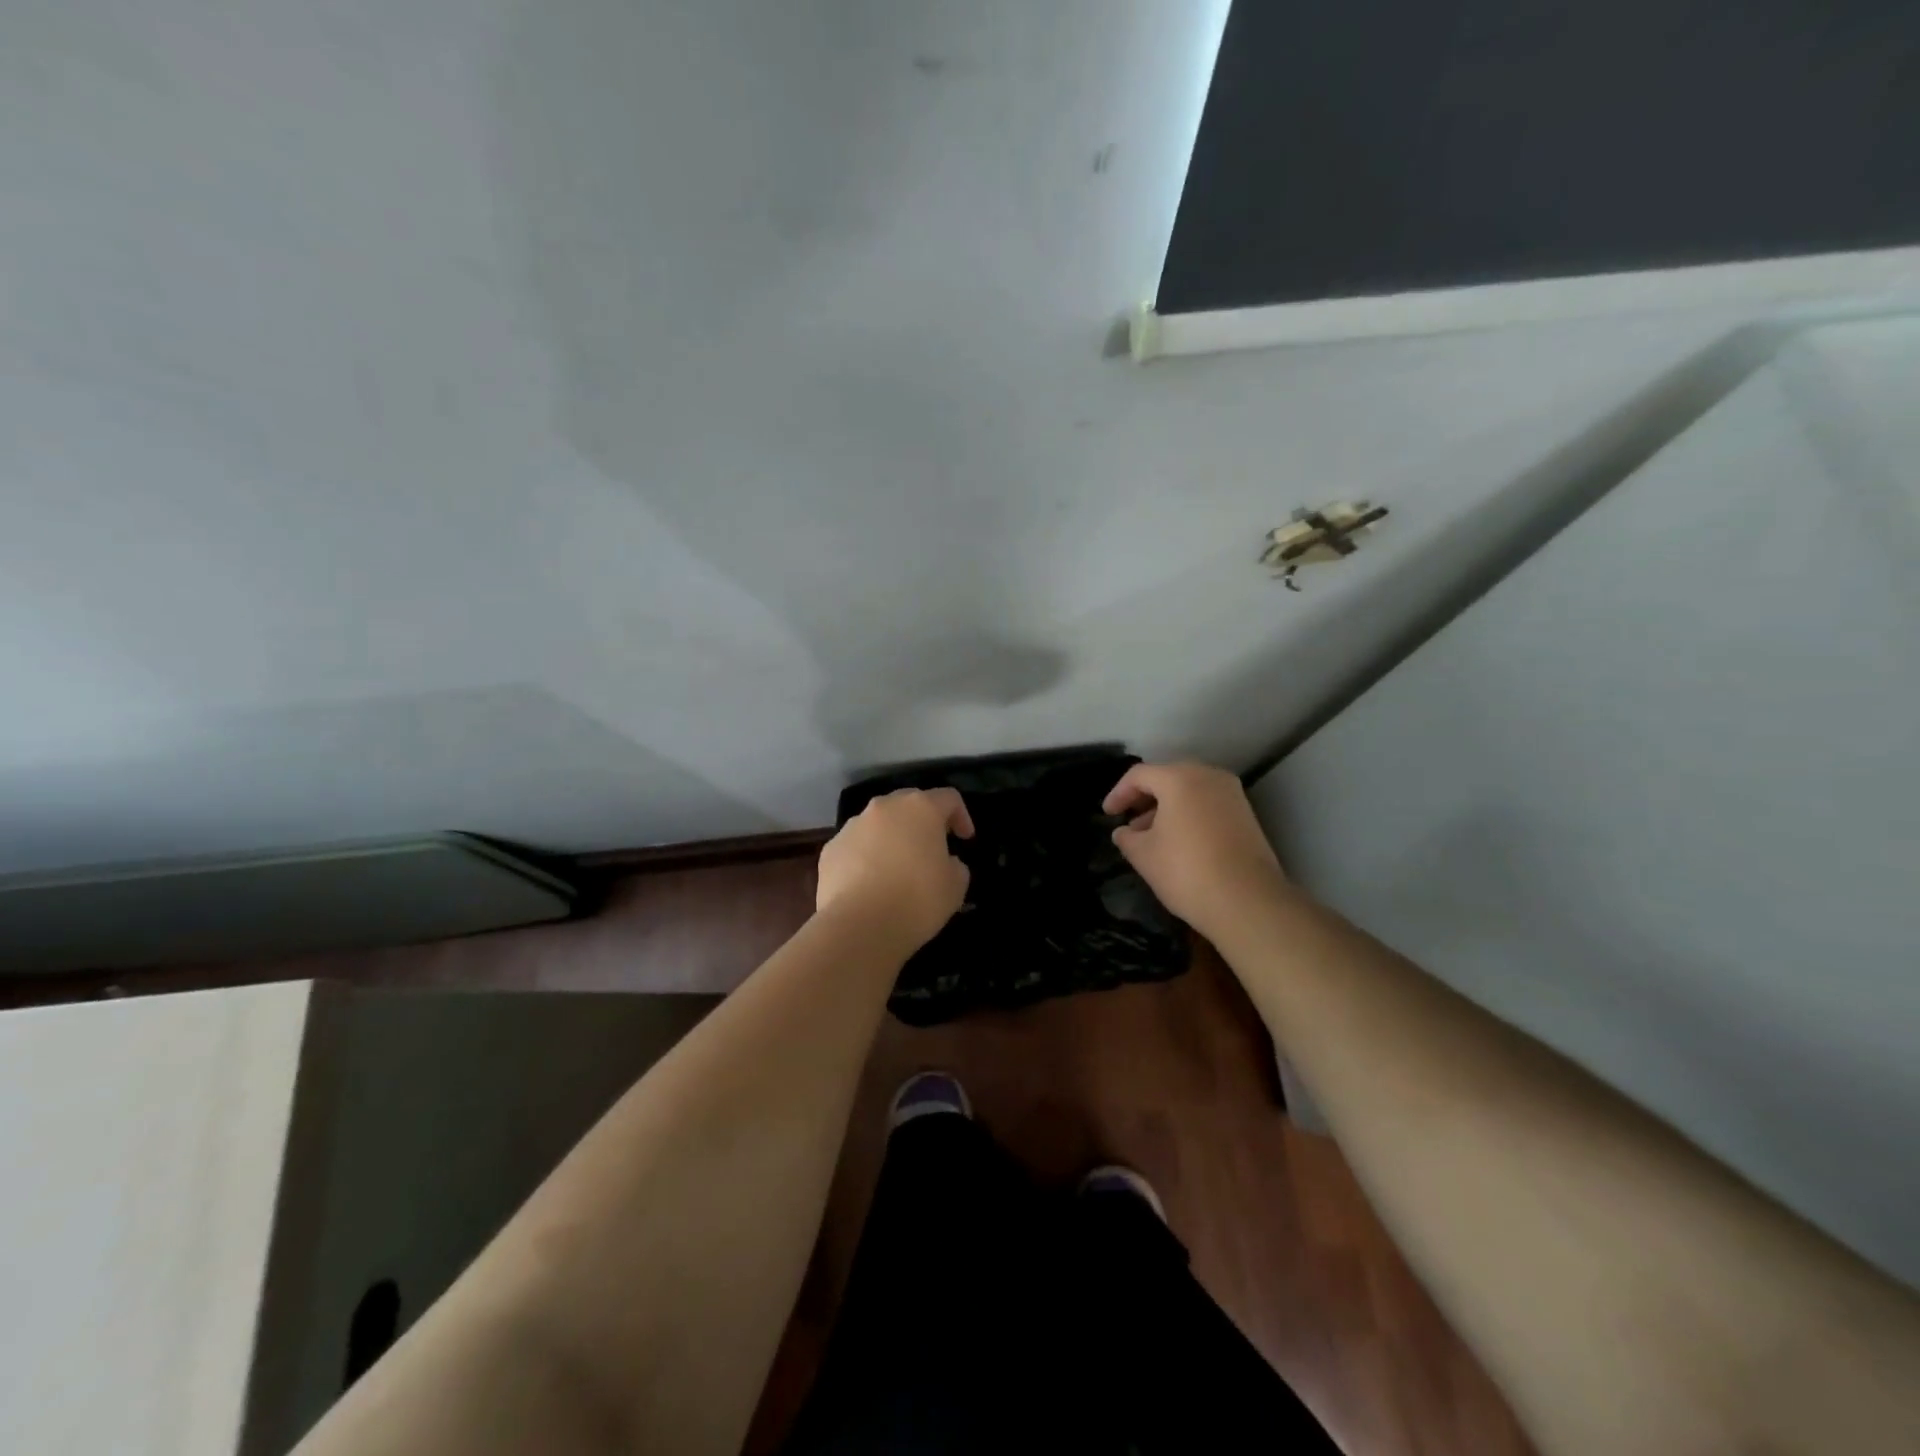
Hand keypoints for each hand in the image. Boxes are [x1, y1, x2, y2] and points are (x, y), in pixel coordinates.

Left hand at [816, 788, 973, 951]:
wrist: (858, 926)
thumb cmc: (917, 900)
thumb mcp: (955, 886)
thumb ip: (956, 865)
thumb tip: (945, 862)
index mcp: (920, 808)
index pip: (948, 798)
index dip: (961, 816)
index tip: (965, 839)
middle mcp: (884, 807)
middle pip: (909, 803)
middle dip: (923, 822)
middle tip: (932, 847)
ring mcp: (853, 826)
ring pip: (879, 824)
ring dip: (892, 838)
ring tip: (898, 869)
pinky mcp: (830, 849)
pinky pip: (856, 846)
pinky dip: (866, 857)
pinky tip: (870, 884)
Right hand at [1103, 761, 1288, 937]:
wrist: (1248, 901)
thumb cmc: (1186, 871)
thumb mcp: (1143, 855)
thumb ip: (1127, 838)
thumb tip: (1123, 832)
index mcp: (1179, 779)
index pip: (1139, 775)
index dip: (1118, 793)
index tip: (1107, 815)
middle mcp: (1208, 776)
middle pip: (1167, 777)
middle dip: (1145, 797)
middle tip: (1129, 820)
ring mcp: (1232, 794)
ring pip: (1190, 790)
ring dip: (1167, 807)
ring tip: (1151, 835)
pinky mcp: (1246, 814)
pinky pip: (1208, 804)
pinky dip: (1189, 814)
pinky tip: (1179, 841)